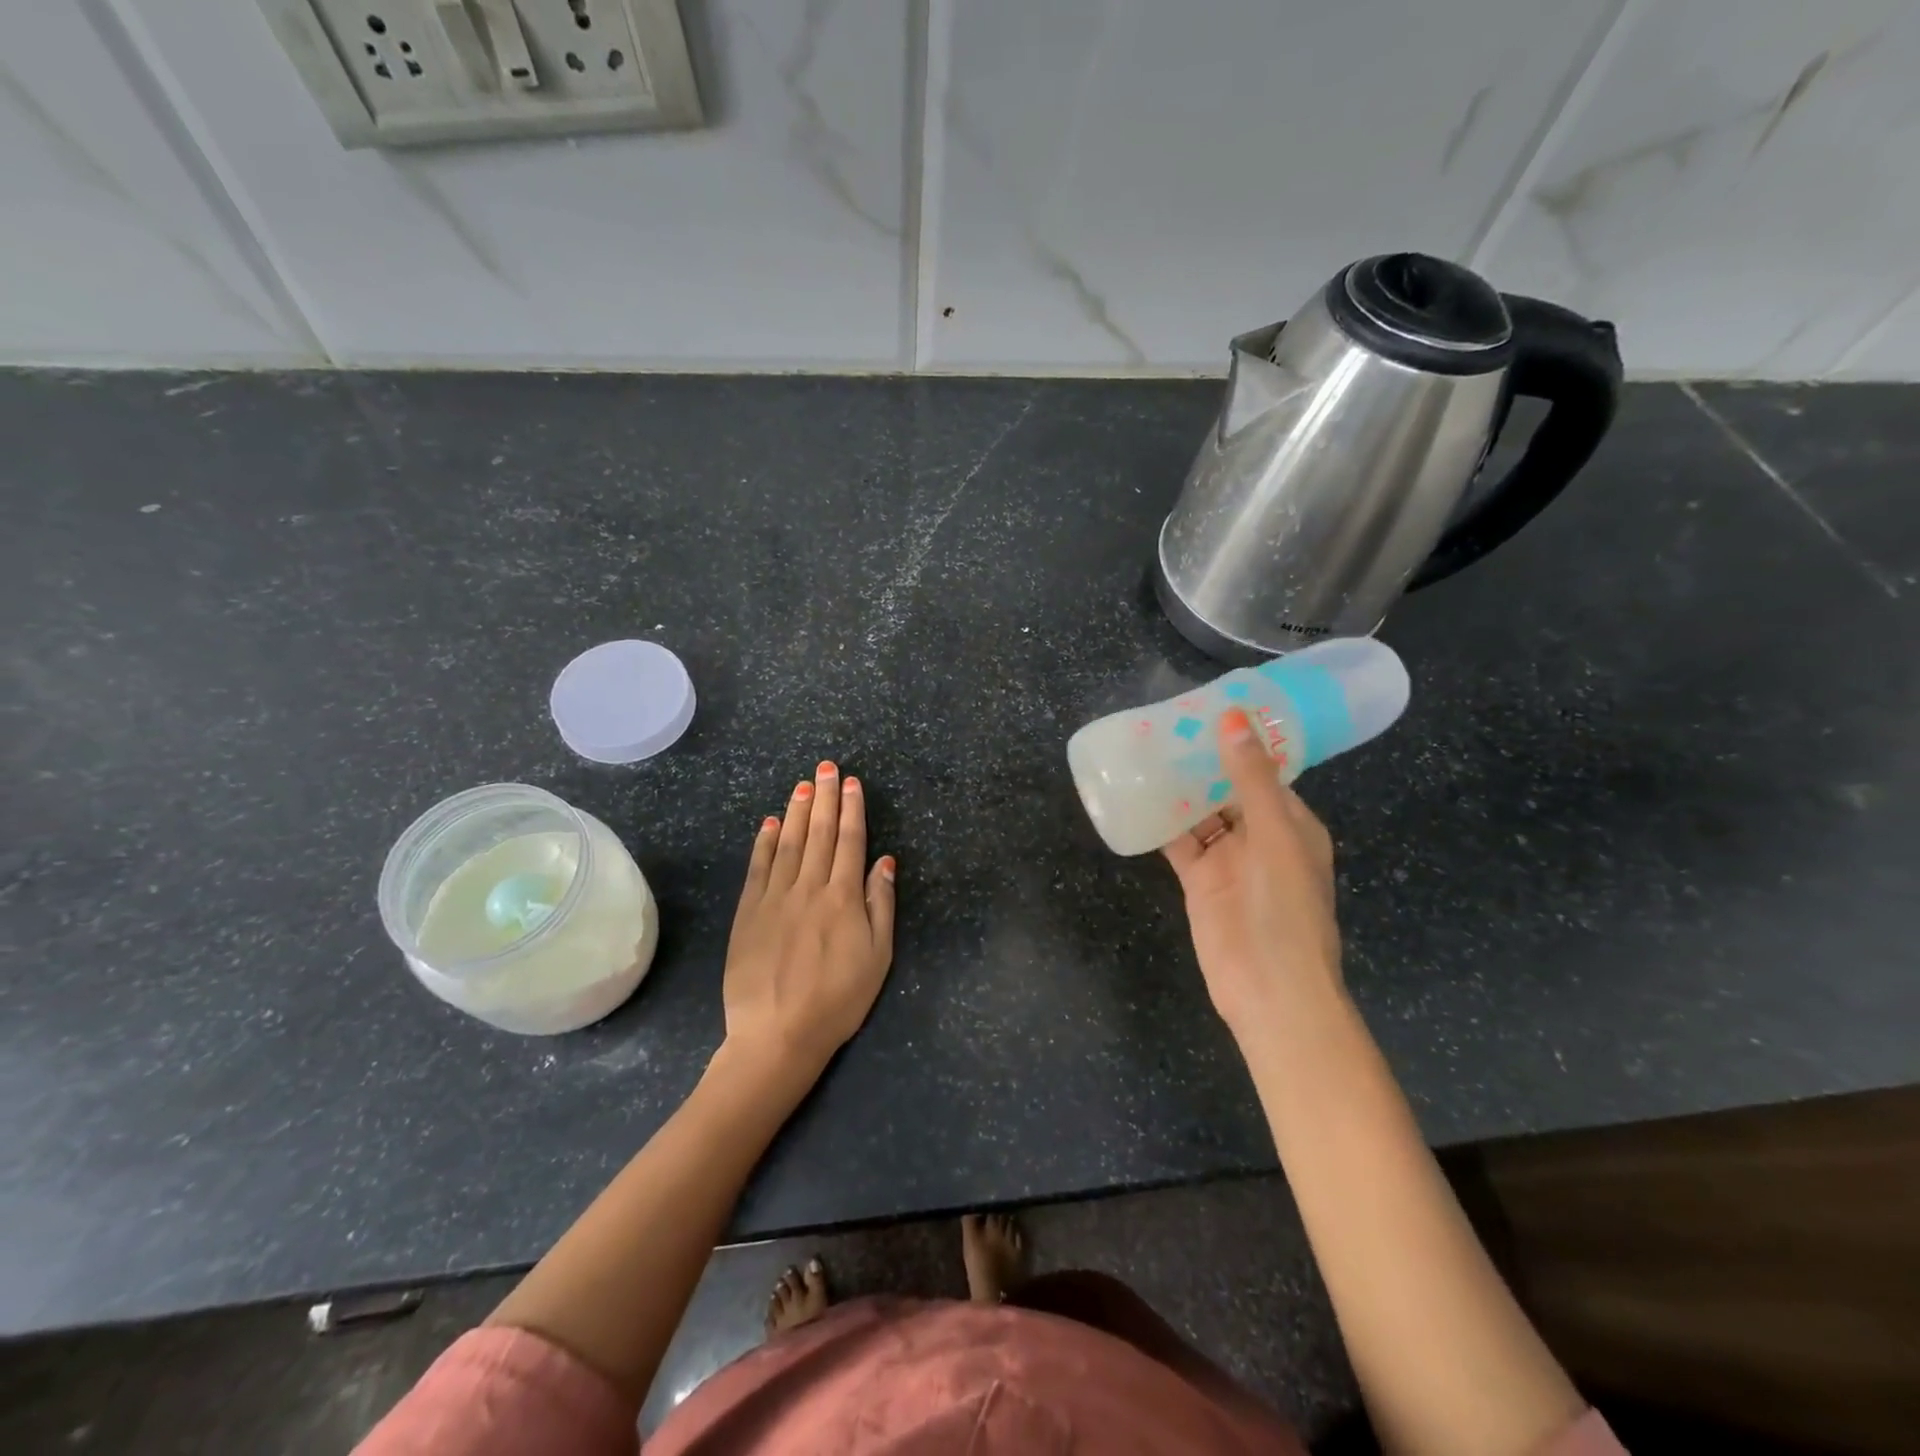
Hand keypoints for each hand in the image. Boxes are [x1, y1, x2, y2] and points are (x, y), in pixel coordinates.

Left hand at [723, 761, 895, 1078]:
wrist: (778, 1034)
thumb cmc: (838, 1000)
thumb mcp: (878, 958)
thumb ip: (881, 905)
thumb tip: (885, 861)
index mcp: (843, 898)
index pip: (850, 842)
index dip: (852, 809)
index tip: (851, 783)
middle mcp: (809, 887)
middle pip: (820, 834)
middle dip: (824, 797)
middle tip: (826, 767)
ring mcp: (775, 898)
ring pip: (788, 843)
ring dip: (797, 811)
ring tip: (802, 784)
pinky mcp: (748, 912)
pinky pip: (758, 868)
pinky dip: (764, 842)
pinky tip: (769, 822)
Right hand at [1162, 708, 1341, 1038]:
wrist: (1270, 990)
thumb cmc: (1285, 908)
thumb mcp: (1275, 836)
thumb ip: (1251, 778)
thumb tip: (1234, 718)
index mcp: (1291, 822)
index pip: (1263, 771)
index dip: (1238, 741)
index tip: (1205, 709)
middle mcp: (1260, 836)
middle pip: (1226, 789)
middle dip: (1200, 762)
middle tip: (1163, 725)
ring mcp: (1228, 859)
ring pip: (1199, 813)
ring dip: (1177, 788)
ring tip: (1144, 751)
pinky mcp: (1199, 881)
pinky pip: (1178, 842)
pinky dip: (1159, 822)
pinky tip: (1134, 797)